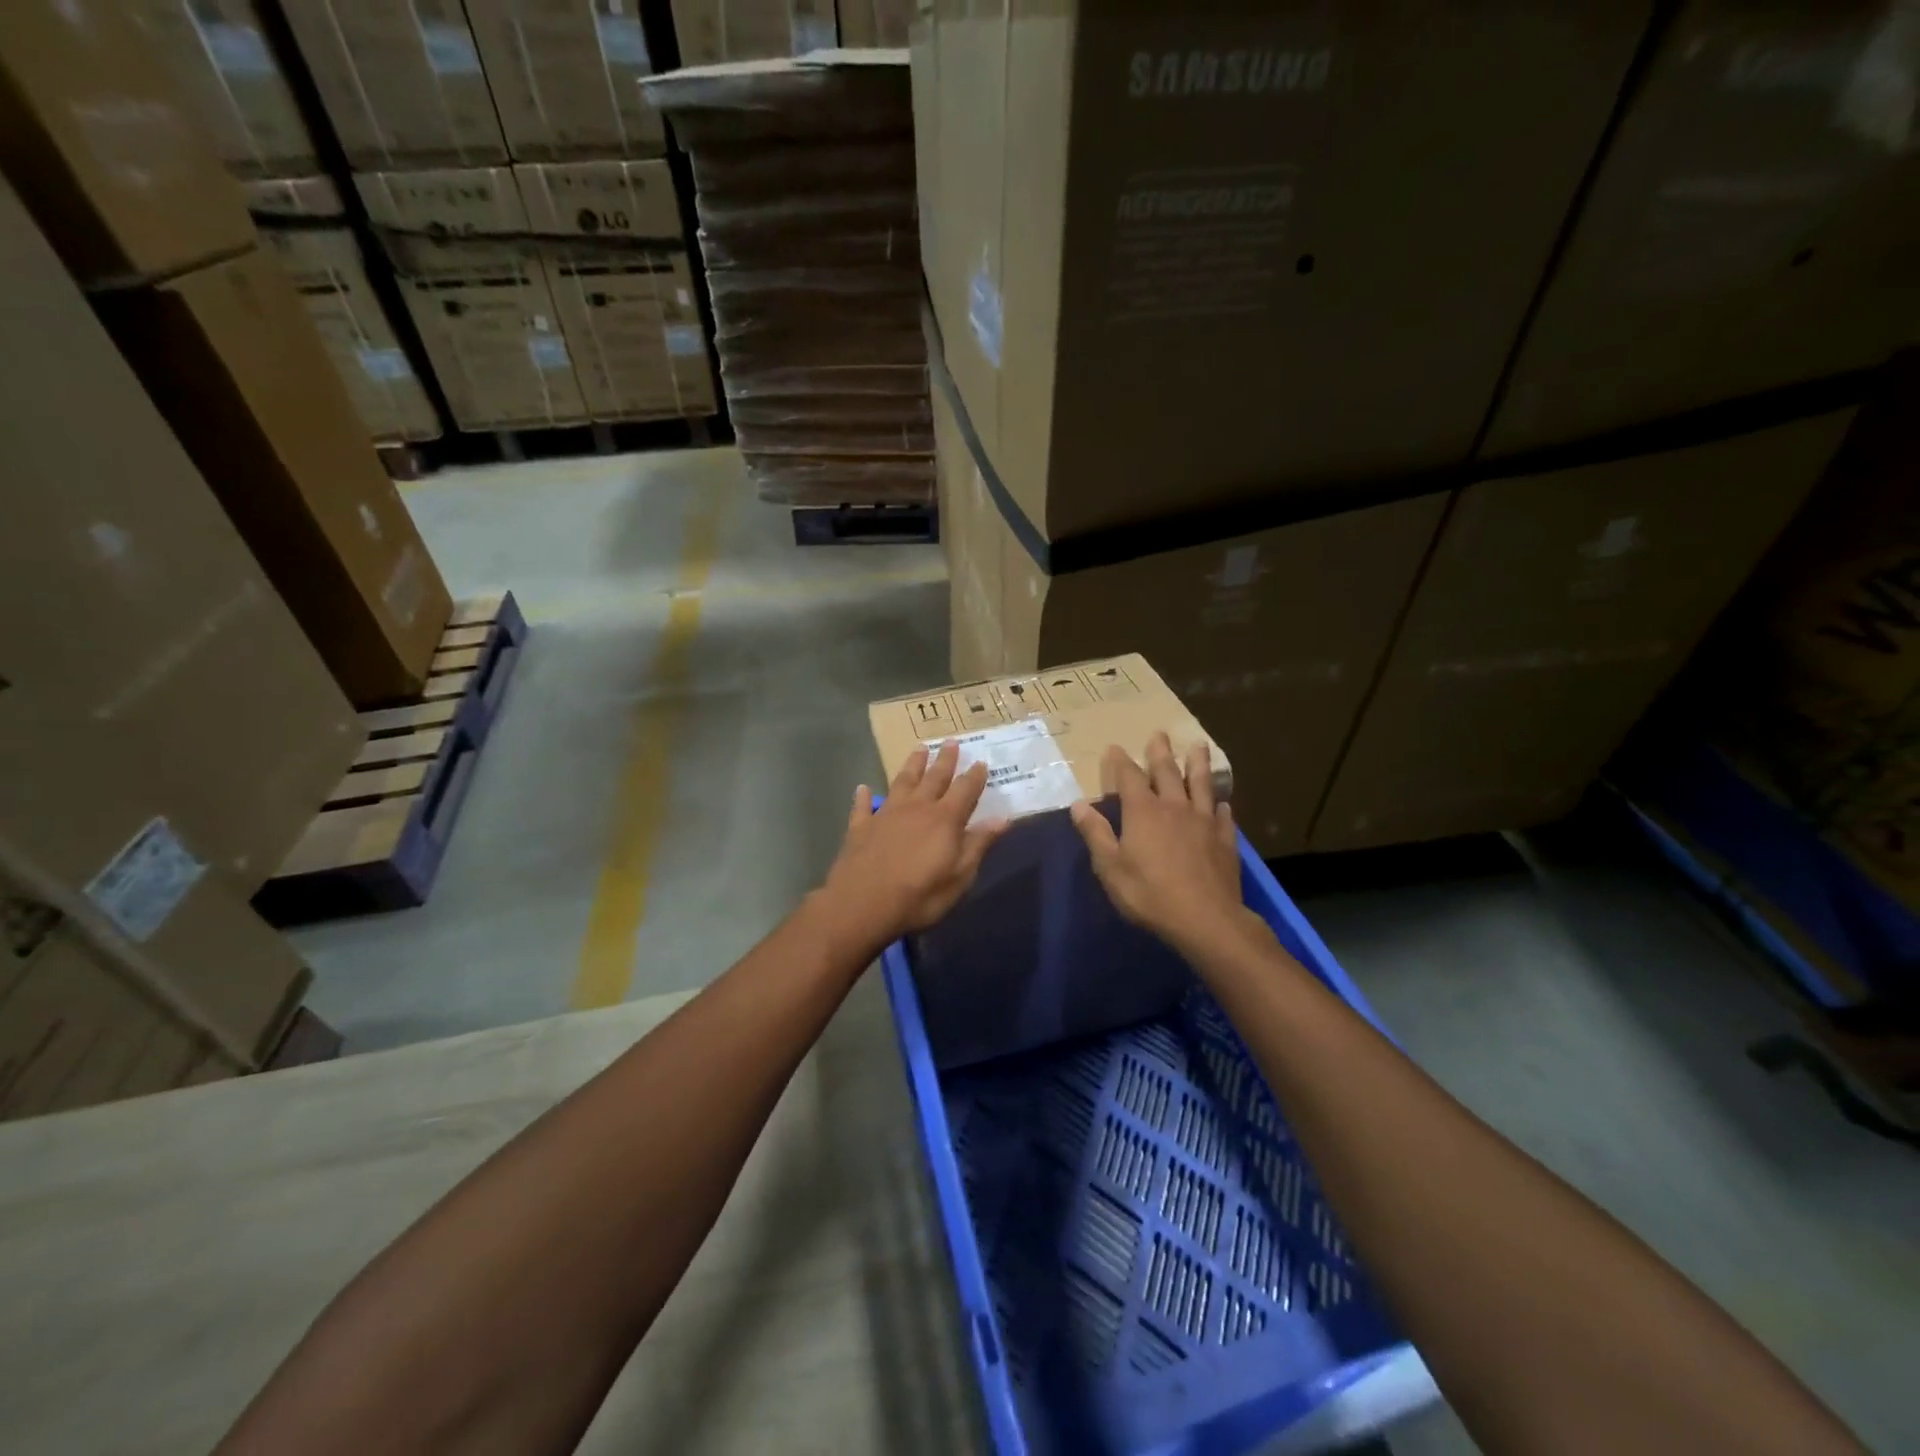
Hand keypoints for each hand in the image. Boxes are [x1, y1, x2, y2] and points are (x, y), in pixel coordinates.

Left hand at [821, 740, 1010, 944]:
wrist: (863, 903)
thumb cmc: (920, 895)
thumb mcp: (960, 876)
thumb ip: (979, 843)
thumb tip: (1003, 817)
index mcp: (945, 819)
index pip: (965, 790)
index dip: (974, 776)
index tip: (981, 762)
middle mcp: (917, 808)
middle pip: (934, 777)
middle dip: (945, 760)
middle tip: (951, 741)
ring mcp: (886, 814)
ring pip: (902, 782)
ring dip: (912, 765)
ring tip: (919, 749)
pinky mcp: (861, 827)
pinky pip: (863, 806)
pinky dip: (864, 796)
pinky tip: (863, 788)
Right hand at [1069, 732, 1247, 953]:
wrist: (1205, 919)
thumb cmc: (1149, 894)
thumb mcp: (1110, 867)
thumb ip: (1095, 833)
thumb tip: (1078, 804)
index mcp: (1143, 812)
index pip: (1128, 777)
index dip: (1120, 761)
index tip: (1114, 747)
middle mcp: (1174, 807)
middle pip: (1167, 772)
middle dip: (1160, 752)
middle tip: (1160, 733)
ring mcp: (1203, 821)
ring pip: (1200, 784)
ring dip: (1198, 764)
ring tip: (1199, 746)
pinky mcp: (1225, 839)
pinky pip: (1223, 815)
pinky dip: (1220, 805)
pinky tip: (1222, 803)